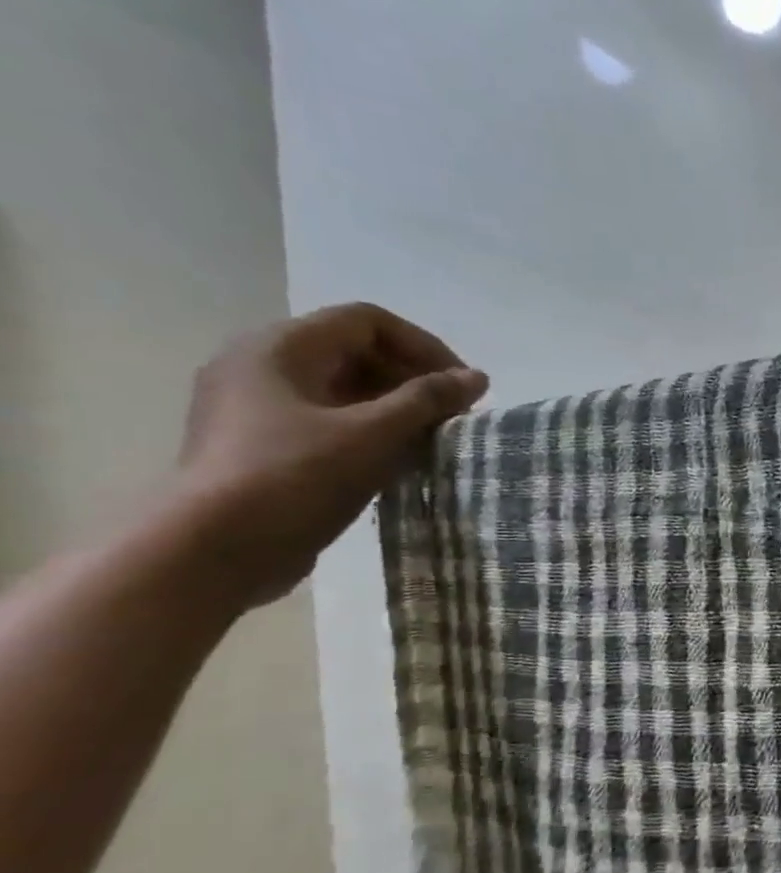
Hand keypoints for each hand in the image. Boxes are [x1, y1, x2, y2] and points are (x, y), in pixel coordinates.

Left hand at [170, 303, 487, 607]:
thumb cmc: (294, 477)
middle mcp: (261, 365)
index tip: (462, 387)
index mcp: (280, 348)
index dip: (424, 347)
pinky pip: (328, 421)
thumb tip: (476, 378)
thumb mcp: (373, 434)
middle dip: (413, 379)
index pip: (368, 321)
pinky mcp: (261, 445)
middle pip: (355, 352)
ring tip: (434, 440)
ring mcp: (256, 407)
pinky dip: (370, 432)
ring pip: (343, 390)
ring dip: (396, 408)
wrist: (212, 551)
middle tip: (454, 416)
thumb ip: (428, 400)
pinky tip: (398, 462)